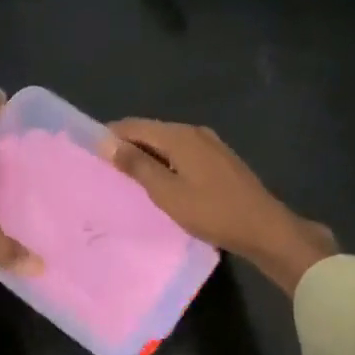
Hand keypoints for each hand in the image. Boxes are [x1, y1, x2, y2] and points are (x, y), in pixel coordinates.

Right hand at [104, 118, 335, 294]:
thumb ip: (136, 165)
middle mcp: (194, 132)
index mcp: (179, 135)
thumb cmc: (212, 211)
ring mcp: (210, 145)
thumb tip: (106, 142)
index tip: (89, 152)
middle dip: (127, 146)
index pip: (134, 126)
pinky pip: (182, 153)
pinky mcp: (219, 160)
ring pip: (167, 143)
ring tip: (127, 178)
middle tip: (104, 169)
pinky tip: (160, 182)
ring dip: (146, 156)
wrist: (265, 229)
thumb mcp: (167, 192)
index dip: (110, 136)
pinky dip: (165, 163)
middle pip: (151, 132)